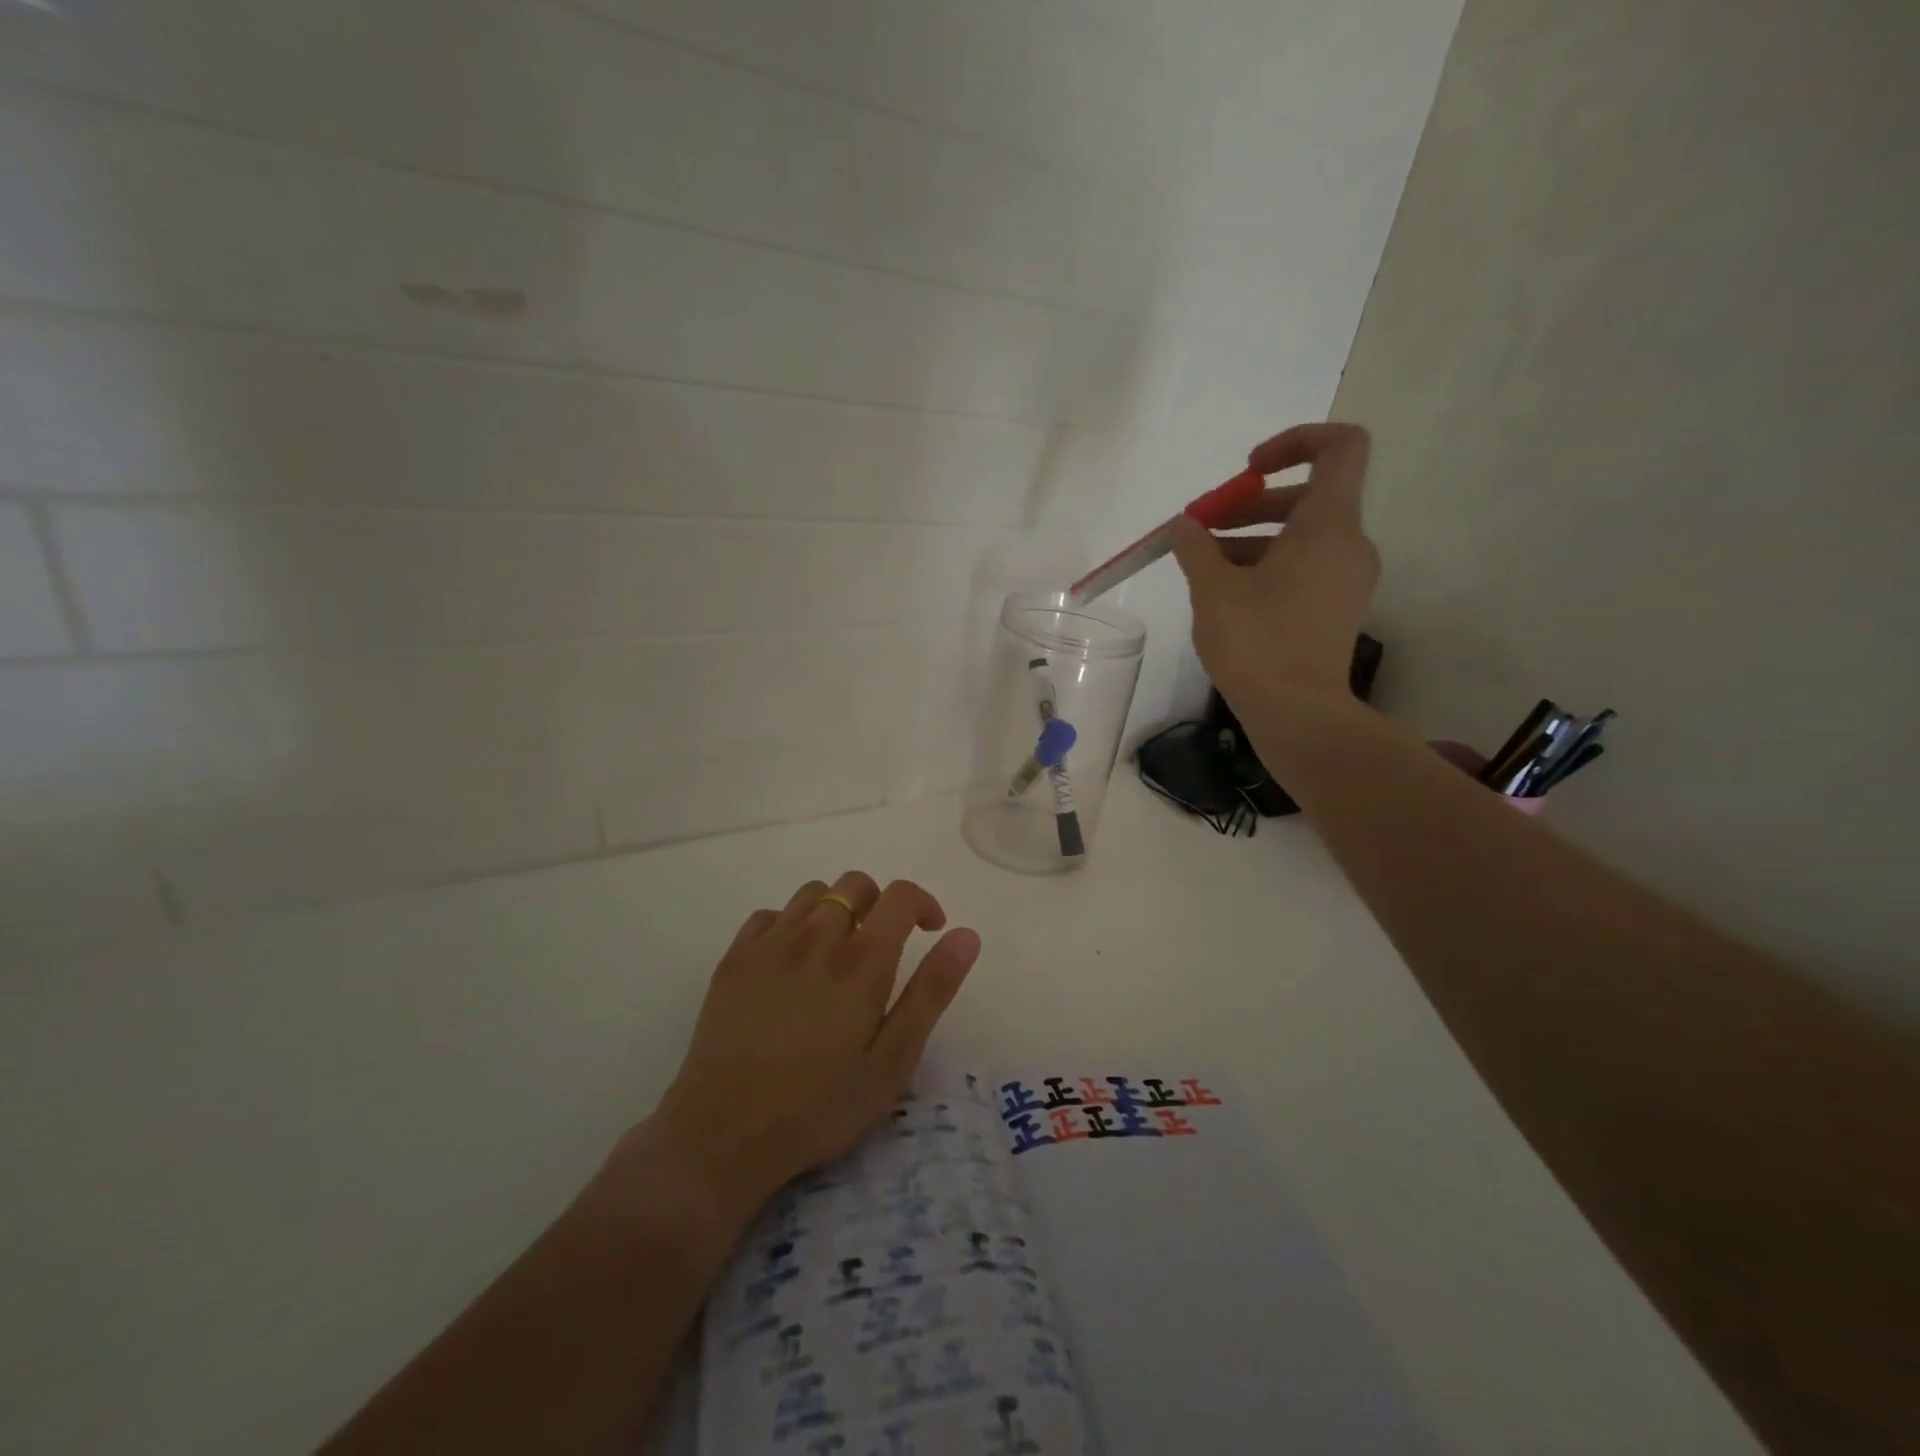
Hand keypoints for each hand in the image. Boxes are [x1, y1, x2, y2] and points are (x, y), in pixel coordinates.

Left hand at [626, 874, 979, 1219]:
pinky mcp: (734, 958)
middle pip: (855, 884)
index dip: (923, 903)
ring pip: (813, 893)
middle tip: (882, 948)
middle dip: (880, 904)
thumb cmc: (820, 1105)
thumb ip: (931, 991)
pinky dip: (791, 924)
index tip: (930, 931)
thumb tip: (966, 935)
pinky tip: (791, 963)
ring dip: (836, 909)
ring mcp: (769, 943)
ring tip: (837, 953)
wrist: (724, 1134)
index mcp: (861, 960)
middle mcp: (816, 936)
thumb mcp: (893, 1060)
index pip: (900, 895)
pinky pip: (770, 915)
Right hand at [1170, 422, 1379, 709]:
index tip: (1248, 469)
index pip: (1340, 446)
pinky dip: (1268, 565)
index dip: (1295, 441)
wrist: (1298, 714)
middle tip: (1203, 527)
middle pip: (1308, 495)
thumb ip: (1196, 547)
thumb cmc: (1257, 644)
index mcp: (1329, 525)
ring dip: (1252, 537)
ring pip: (1301, 535)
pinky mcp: (1336, 607)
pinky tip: (1225, 591)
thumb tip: (1185, 526)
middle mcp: (1349, 543)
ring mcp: (1347, 578)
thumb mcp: (1213, 590)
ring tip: (1202, 563)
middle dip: (1250, 502)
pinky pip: (1304, 566)